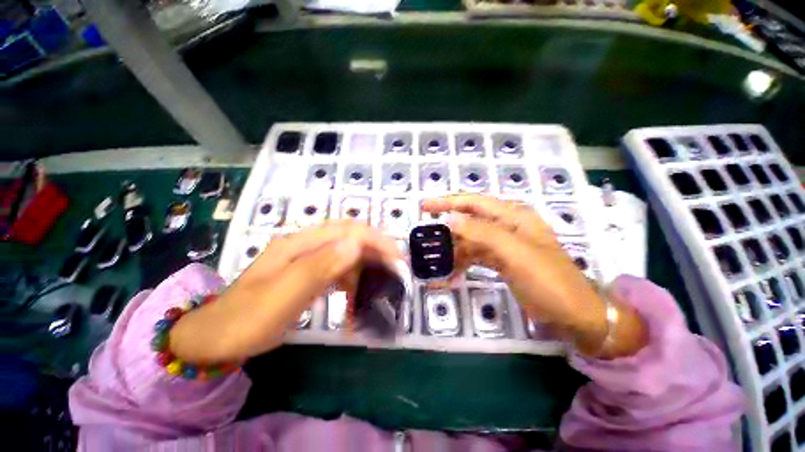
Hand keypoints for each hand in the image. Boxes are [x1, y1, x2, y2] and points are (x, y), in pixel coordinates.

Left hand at [169, 222, 400, 363]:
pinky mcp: (308, 273)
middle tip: (397, 268)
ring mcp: (307, 259)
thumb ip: (320, 266)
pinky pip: (338, 270)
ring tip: (381, 282)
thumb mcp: (283, 294)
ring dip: (366, 265)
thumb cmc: (247, 318)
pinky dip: (352, 278)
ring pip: (346, 253)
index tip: (397, 256)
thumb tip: (356, 243)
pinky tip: (356, 293)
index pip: (347, 231)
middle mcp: (307, 245)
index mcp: (300, 243)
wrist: (216, 338)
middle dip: (376, 249)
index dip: (375, 239)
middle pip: (350, 238)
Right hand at [422, 194, 646, 357]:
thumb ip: (482, 233)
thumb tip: (451, 219)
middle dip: (447, 227)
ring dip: (453, 249)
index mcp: (514, 216)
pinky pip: (476, 256)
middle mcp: (507, 226)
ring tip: (434, 258)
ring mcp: (504, 245)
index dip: (448, 202)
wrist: (575, 315)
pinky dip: (462, 263)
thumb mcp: (516, 253)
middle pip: (470, 220)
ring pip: (471, 240)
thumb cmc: (549, 280)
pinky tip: (450, 273)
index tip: (425, 206)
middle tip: (424, 235)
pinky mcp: (501, 261)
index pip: (474, 202)